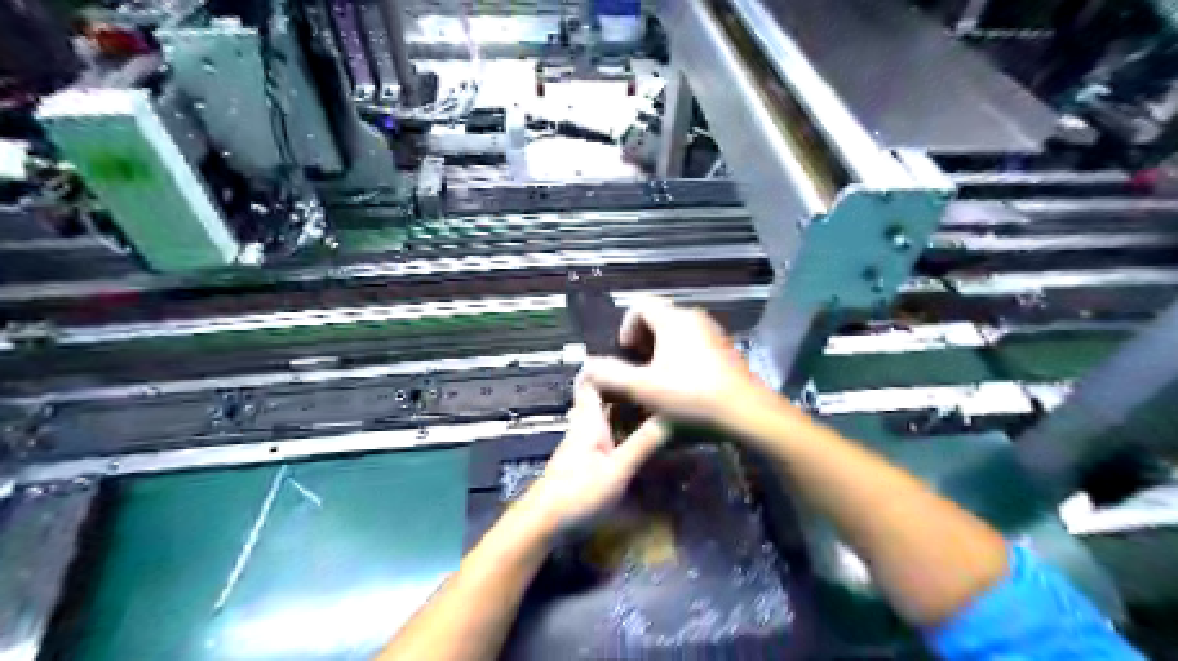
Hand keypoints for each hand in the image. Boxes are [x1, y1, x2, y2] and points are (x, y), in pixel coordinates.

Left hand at [519, 380, 665, 529]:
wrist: (543, 524)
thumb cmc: (578, 493)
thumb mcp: (617, 470)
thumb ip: (643, 443)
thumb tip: (672, 415)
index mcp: (589, 420)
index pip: (592, 380)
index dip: (609, 367)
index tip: (637, 361)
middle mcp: (585, 425)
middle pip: (603, 396)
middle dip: (626, 388)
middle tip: (656, 384)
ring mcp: (584, 443)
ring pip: (606, 415)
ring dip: (627, 408)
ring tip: (656, 406)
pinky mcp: (586, 459)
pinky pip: (608, 433)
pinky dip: (624, 428)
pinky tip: (641, 436)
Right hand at [579, 296, 764, 422]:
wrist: (745, 411)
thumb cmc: (691, 396)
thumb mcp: (643, 388)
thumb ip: (611, 375)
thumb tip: (587, 367)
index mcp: (672, 320)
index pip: (639, 305)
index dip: (626, 327)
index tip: (626, 353)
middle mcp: (693, 318)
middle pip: (658, 316)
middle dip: (642, 338)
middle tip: (638, 366)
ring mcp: (712, 331)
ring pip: (676, 330)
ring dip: (661, 348)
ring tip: (658, 376)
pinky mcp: (724, 348)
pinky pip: (693, 341)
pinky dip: (680, 354)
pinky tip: (683, 382)